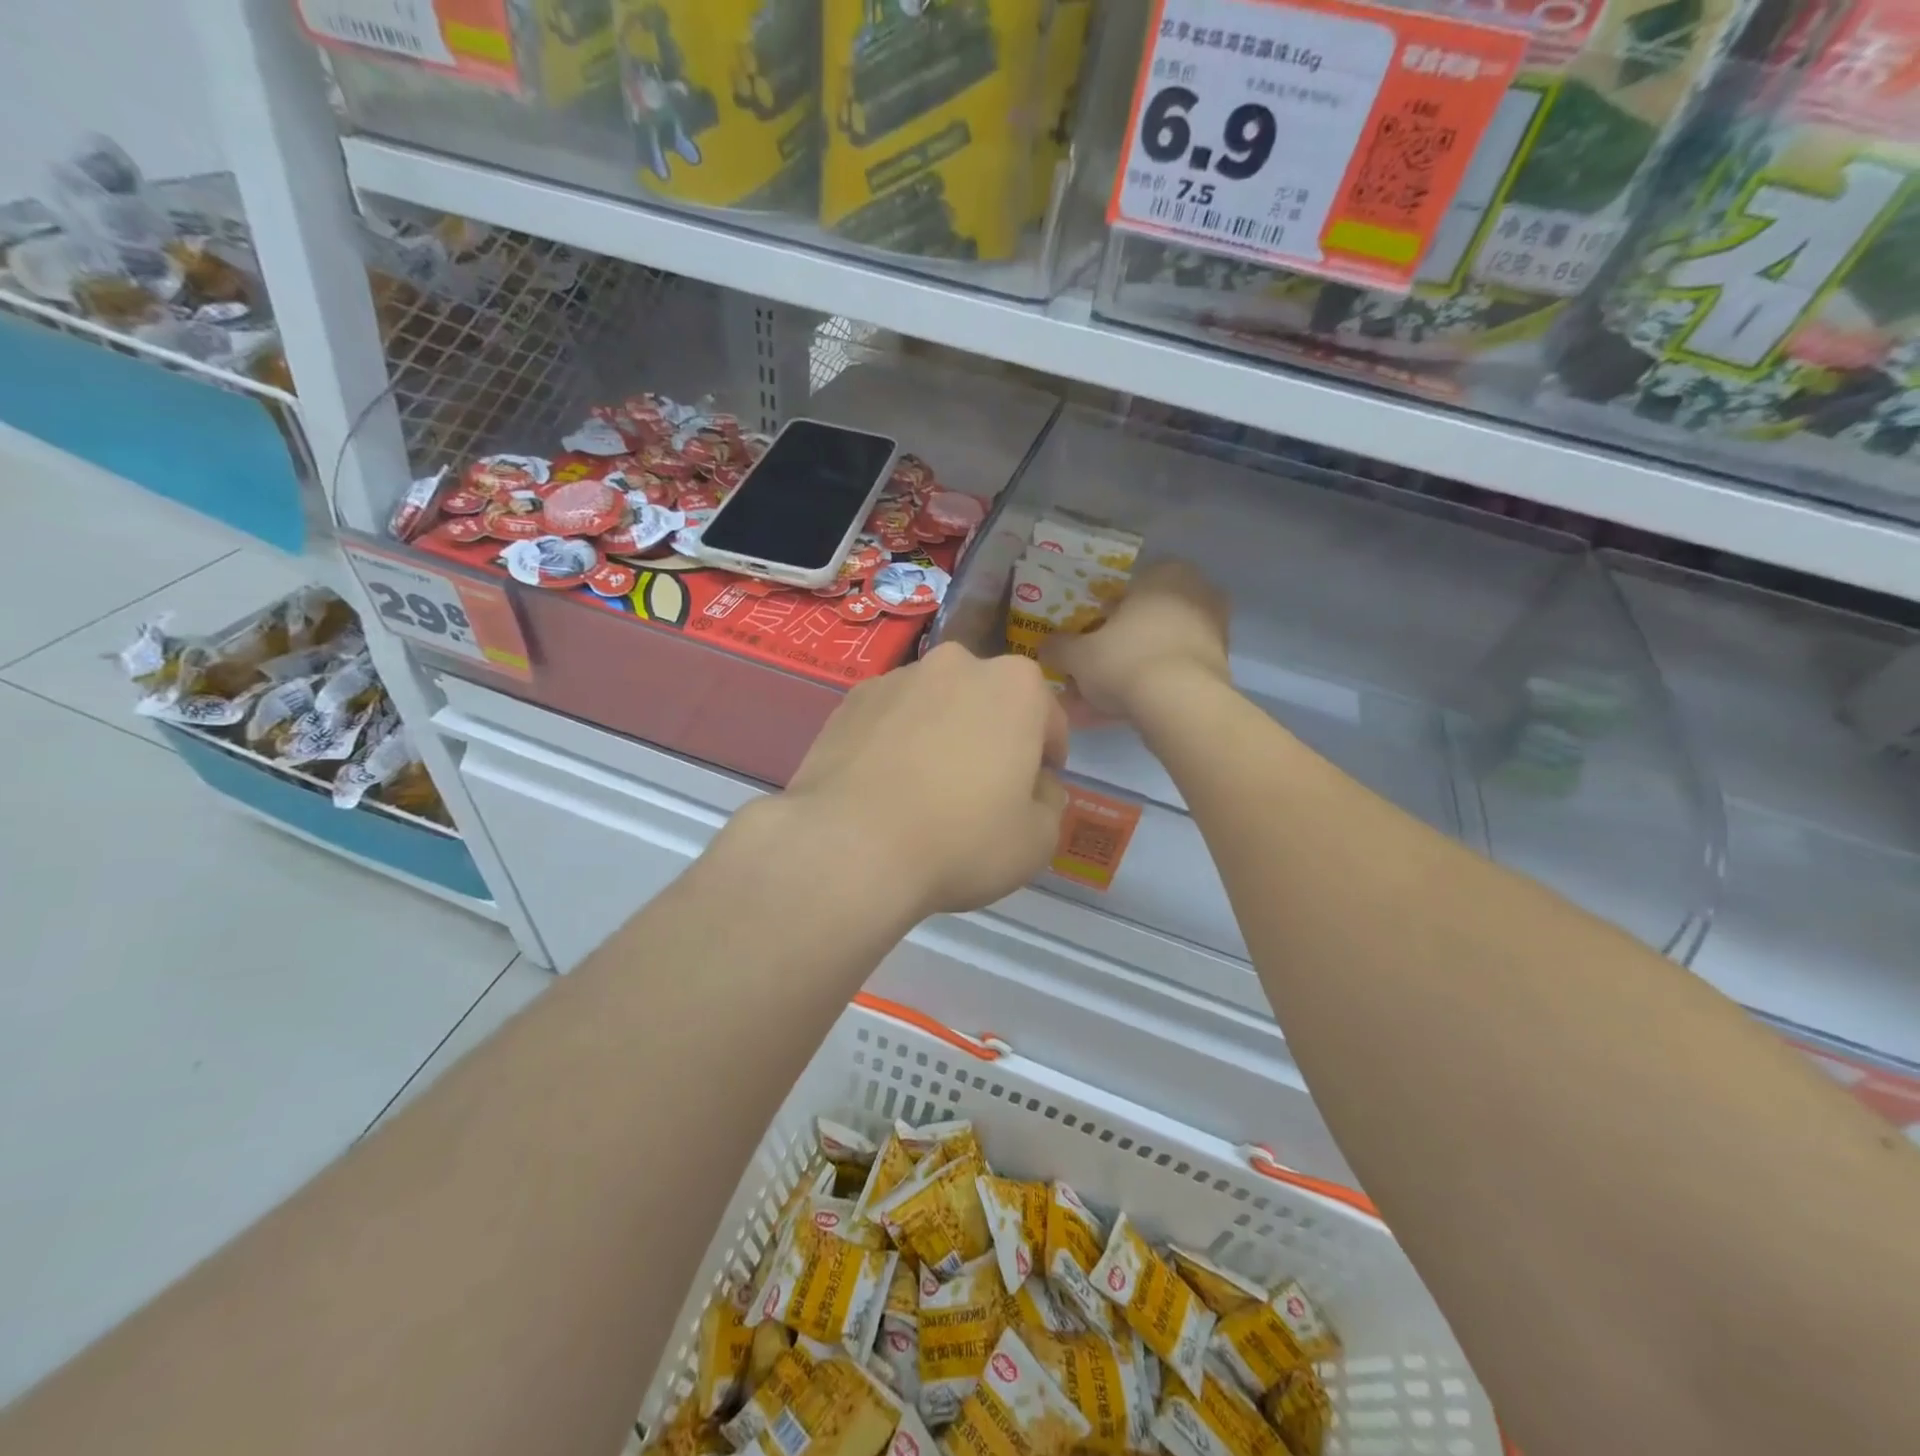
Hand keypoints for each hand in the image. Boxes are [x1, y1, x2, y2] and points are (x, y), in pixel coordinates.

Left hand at [778, 643, 1069, 919]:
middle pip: (988, 701)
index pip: (1047, 717)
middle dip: (992, 735)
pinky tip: (886, 785)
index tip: (1037, 785)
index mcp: (1015, 685)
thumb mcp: (1037, 839)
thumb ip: (1050, 802)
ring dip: (941, 733)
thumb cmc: (961, 839)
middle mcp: (957, 665)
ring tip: (925, 787)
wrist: (851, 846)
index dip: (1047, 754)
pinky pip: (890, 719)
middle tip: (982, 786)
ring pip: (935, 705)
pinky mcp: (850, 701)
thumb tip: (1037, 787)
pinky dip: (896, 741)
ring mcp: (897, 678)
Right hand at [1043, 560, 1230, 716]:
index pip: (1127, 587)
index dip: (1102, 612)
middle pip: (1145, 618)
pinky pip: (1176, 670)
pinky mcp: (1221, 664)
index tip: (1088, 635)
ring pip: (1160, 646)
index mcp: (1164, 573)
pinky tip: (1128, 708)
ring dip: (1134, 667)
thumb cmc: (1126, 660)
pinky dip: (1154, 684)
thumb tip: (1045, 646)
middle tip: (1095, 667)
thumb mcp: (1078, 655)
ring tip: (1105, 698)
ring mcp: (1214, 628)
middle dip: (1119, 642)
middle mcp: (1196, 591)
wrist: (1181, 704)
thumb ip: (1059, 647)